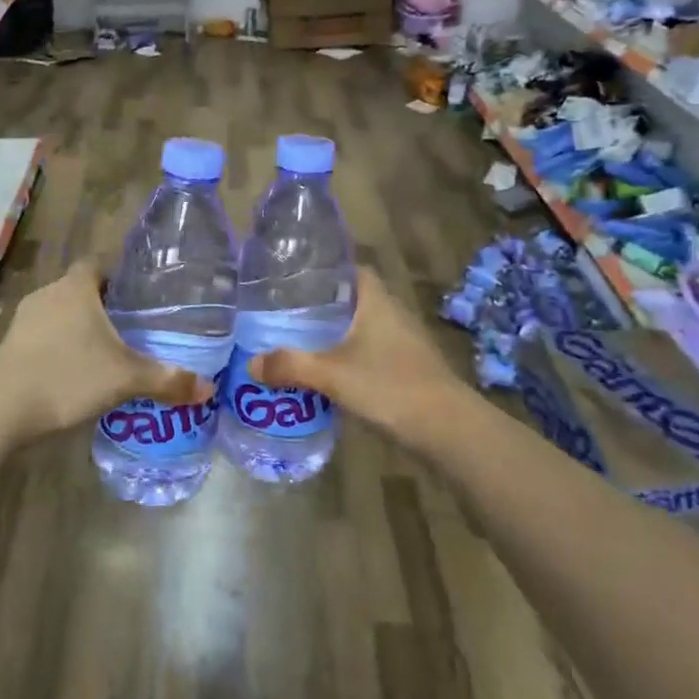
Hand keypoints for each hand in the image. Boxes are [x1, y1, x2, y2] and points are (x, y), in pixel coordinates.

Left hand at [0, 261, 213, 442]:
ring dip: (79, 327)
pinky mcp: (10, 344)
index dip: (117, 277)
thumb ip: (167, 380)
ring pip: (60, 313)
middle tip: (130, 329)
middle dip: (102, 306)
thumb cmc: (69, 378)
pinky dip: (59, 346)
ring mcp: (24, 319)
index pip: (97, 265)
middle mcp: (48, 294)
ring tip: (104, 352)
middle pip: (80, 289)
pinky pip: (43, 335)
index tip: (136, 298)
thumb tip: (208, 389)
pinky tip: (73, 372)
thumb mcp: (126, 379)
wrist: (4, 410)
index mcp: (76, 288)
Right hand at [248, 268, 476, 449]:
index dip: (326, 270)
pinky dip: (350, 357)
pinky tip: (328, 373)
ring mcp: (404, 343)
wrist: (447, 429)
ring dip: (336, 334)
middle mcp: (392, 314)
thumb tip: (251, 363)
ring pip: (363, 328)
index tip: (296, 279)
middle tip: (287, 313)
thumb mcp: (331, 375)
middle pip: (354, 299)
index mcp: (376, 302)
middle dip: (323, 305)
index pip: (352, 269)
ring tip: (300, 342)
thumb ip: (290, 366)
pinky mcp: (407, 368)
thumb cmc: (389, 386)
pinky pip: (371, 352)